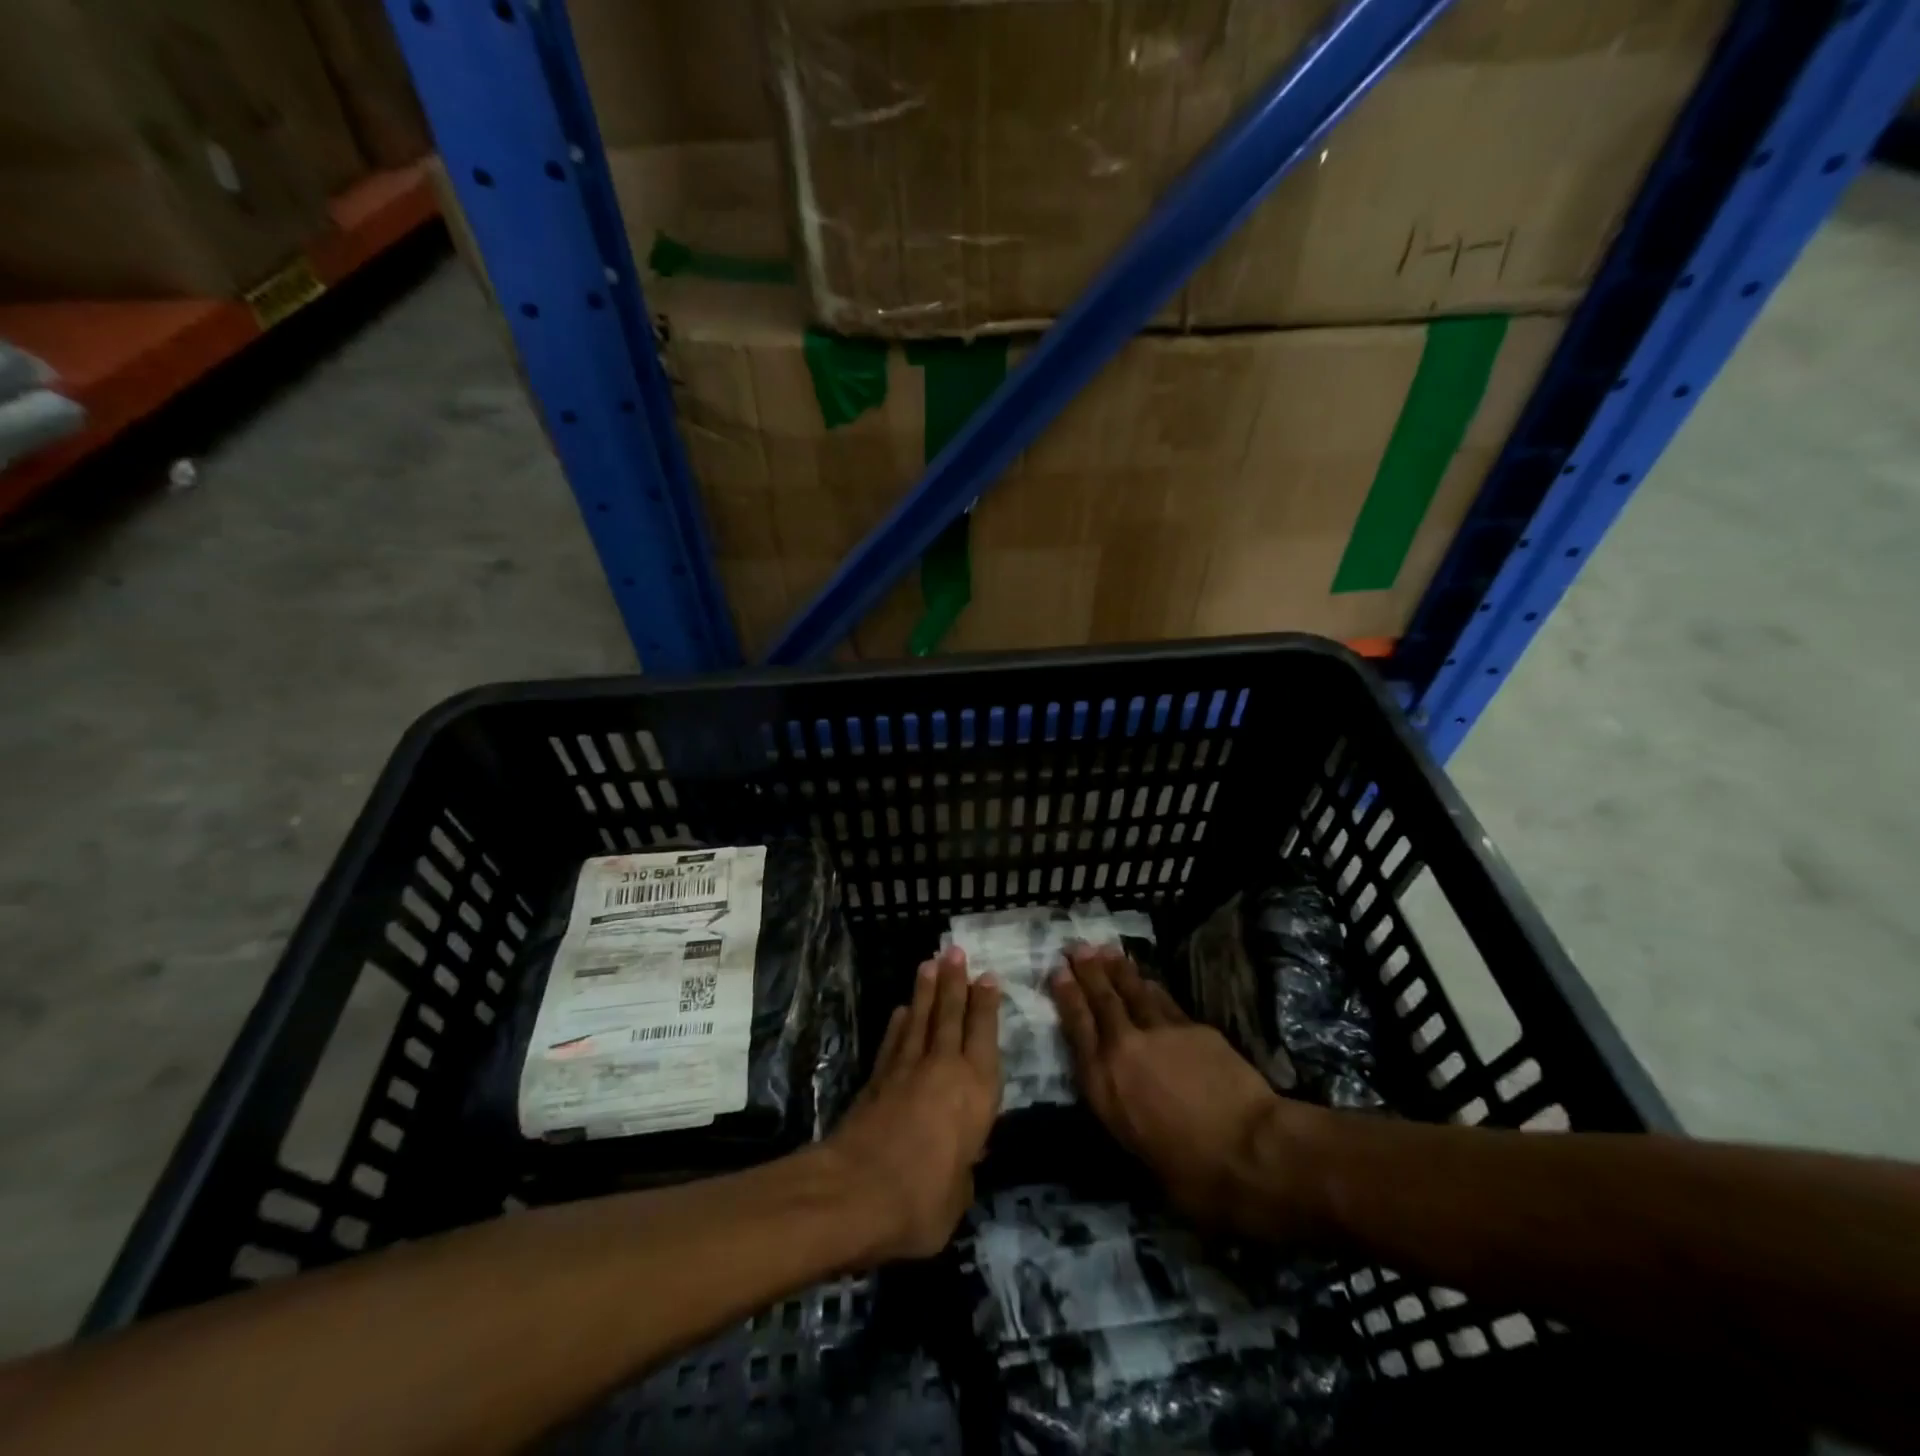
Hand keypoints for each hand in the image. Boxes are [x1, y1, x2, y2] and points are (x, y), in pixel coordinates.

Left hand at [823, 947, 1000, 1260]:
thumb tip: (960, 1158)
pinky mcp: (877, 1079)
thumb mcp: (958, 1195)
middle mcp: (944, 1070)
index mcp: (975, 1093)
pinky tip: (901, 1010)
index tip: (987, 977)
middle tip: (955, 951)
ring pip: (921, 1020)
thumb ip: (963, 1169)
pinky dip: (899, 1023)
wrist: (856, 1192)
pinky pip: (893, 1041)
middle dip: (954, 982)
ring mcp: (906, 1070)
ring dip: (926, 991)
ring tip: (929, 963)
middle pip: (951, 1016)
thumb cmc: (922, 1201)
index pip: (984, 1036)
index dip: (986, 1005)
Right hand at [1051, 945, 1293, 1232]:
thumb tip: (1128, 1104)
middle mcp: (1124, 1049)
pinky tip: (1148, 981)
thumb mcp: (1136, 1150)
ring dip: (1118, 969)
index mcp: (1103, 1084)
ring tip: (1106, 950)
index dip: (1067, 996)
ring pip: (1133, 991)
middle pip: (1102, 1000)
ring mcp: (1160, 1032)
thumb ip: (1123, 1113)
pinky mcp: (1194, 1028)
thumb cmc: (1190, 1173)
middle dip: (1087, 971)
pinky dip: (1152, 987)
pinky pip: (1164, 1001)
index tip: (1058, 972)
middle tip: (1077, 947)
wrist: (1248, 1150)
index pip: (1077, 1028)